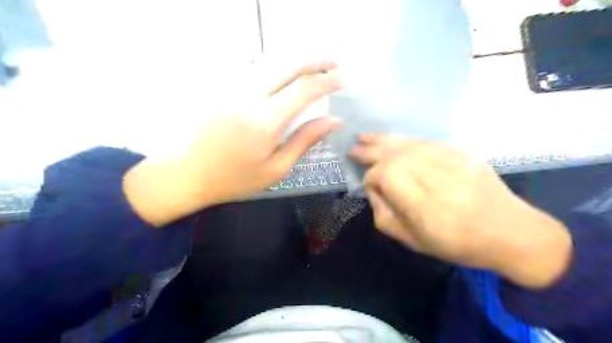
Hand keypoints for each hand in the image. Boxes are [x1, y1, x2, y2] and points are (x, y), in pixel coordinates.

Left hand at [122, 62, 341, 226]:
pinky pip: (255, 74)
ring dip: (296, 63)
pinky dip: (276, 71)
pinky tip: (285, 78)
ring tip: (315, 68)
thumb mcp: (276, 168)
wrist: (187, 175)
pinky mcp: (223, 91)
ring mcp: (232, 91)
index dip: (327, 82)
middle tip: (334, 63)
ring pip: (270, 66)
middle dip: (315, 61)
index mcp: (264, 121)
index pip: (303, 90)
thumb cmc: (234, 179)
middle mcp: (249, 97)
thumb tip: (333, 121)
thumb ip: (305, 141)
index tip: (343, 79)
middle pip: (287, 67)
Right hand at [352, 134, 571, 288]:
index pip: (384, 176)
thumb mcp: (410, 240)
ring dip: (382, 140)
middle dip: (370, 151)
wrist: (509, 232)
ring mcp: (451, 161)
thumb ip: (383, 213)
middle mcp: (435, 177)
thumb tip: (372, 188)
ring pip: (407, 144)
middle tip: (352, 148)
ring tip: (364, 137)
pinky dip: (404, 139)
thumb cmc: (455, 243)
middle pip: (393, 155)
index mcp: (422, 205)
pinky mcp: (461, 152)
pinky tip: (392, 140)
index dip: (371, 178)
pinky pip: (425, 141)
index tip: (368, 185)